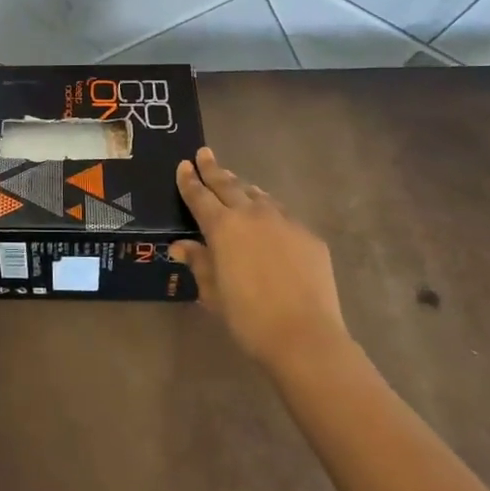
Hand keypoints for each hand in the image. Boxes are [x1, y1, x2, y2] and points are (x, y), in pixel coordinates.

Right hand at [171, 147, 350, 364]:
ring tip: (235, 182)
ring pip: (258, 196)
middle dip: (214, 169)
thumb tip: (181, 246)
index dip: (189, 181)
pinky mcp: (308, 236)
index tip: (184, 164)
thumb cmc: (247, 317)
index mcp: (222, 227)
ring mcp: (284, 222)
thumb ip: (198, 263)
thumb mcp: (212, 292)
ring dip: (243, 187)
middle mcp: (252, 215)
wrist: (304, 336)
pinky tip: (269, 220)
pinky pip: (283, 215)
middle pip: (229, 185)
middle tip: (205, 154)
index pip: (200, 196)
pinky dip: (269, 211)